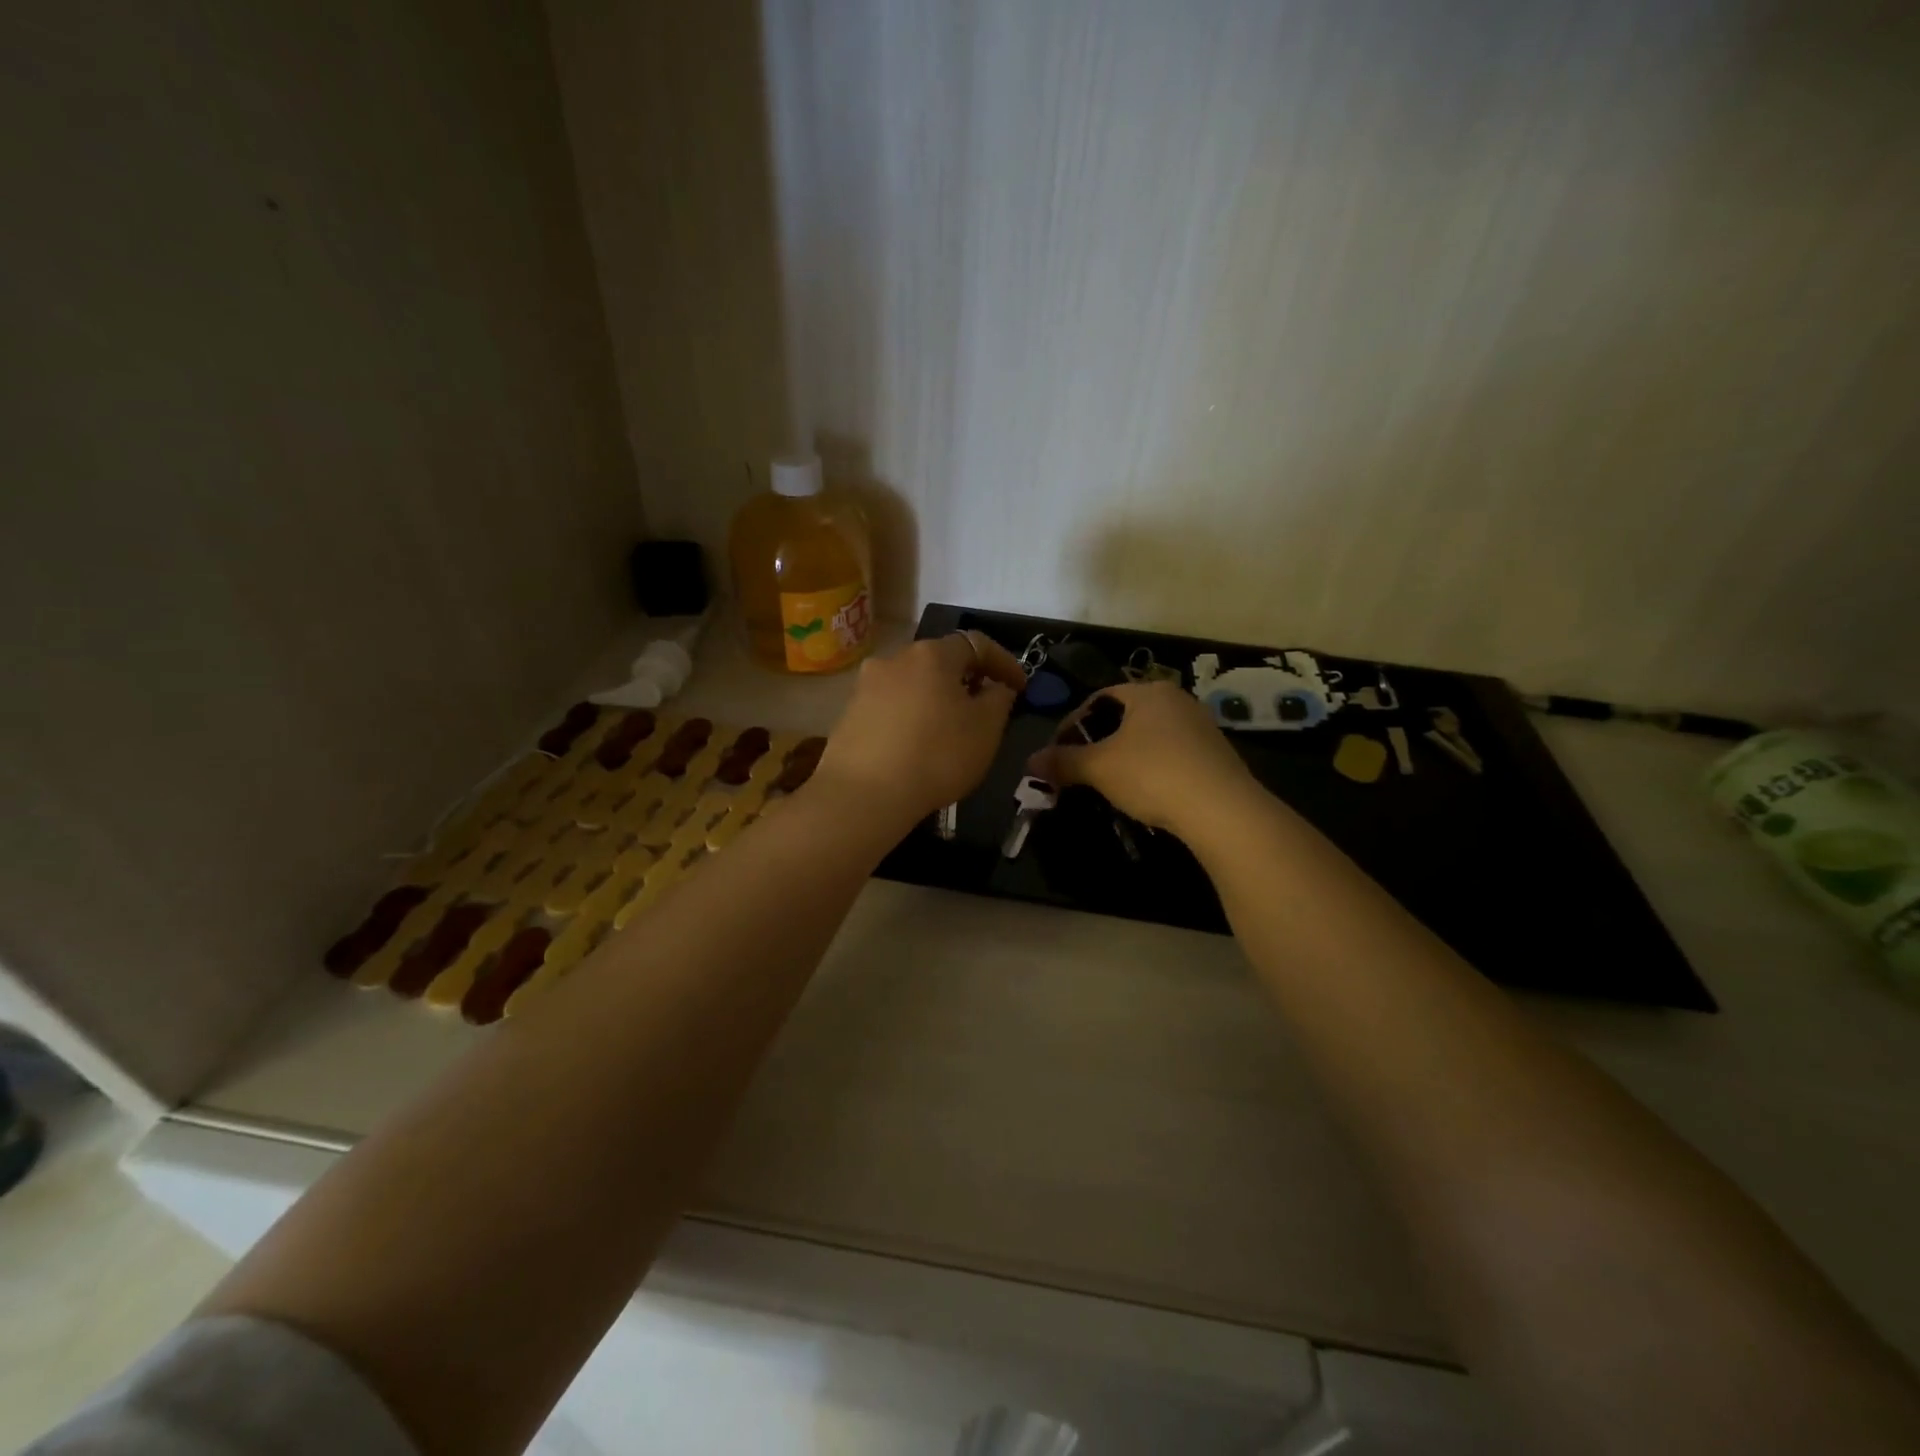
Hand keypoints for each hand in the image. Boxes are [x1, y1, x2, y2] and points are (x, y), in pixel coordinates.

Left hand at [813, 631, 1026, 825]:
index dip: (1004, 663)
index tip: (1021, 687)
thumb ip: (999, 700)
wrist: (863, 795)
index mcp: (932, 654)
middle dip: (966, 680)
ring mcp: (866, 686)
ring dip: (935, 699)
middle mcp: (895, 659)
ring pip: (913, 684)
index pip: (977, 644)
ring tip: (949, 729)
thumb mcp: (986, 730)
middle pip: (940, 661)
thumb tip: (996, 687)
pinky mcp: (848, 715)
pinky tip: (917, 746)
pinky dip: (910, 718)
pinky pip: (891, 708)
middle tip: (985, 708)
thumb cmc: (936, 755)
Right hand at [1027, 681, 1256, 837]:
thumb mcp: (1099, 768)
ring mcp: (1202, 727)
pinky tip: (1146, 792)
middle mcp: (1178, 700)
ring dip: (1126, 756)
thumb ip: (1063, 761)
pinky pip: (1173, 755)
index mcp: (1149, 692)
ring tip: (1109, 783)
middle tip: (1080, 767)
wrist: (1222, 810)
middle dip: (1099, 741)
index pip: (1099, 698)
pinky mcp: (1217, 756)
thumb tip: (1030, 761)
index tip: (1058, 750)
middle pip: (1126, 716)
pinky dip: (1152, 768)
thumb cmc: (1153, 774)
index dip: (1072, 723)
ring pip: (1150, 737)